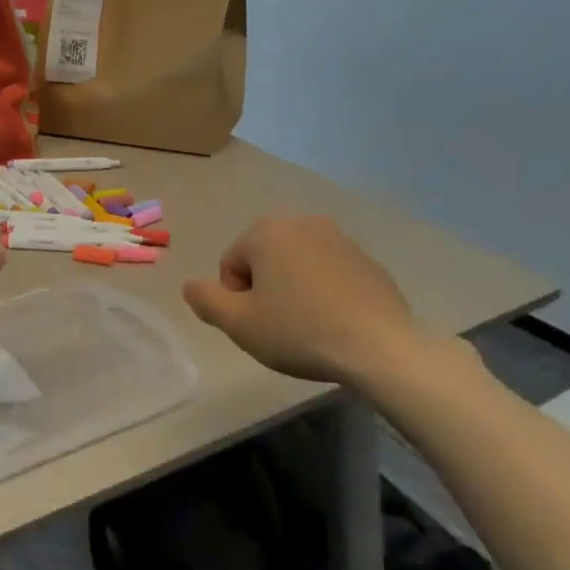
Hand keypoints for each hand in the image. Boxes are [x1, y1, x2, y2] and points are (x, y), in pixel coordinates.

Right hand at [183, 216, 429, 387]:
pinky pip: (330, 274)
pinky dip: (325, 293)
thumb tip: (190, 285)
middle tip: (279, 327)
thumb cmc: (298, 330)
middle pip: (264, 260)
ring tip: (308, 327)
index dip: (236, 299)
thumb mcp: (238, 324)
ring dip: (294, 290)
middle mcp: (303, 222)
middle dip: (265, 290)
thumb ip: (205, 300)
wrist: (379, 346)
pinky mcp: (368, 261)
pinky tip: (336, 323)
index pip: (231, 264)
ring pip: (298, 266)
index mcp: (266, 231)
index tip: (257, 323)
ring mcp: (340, 239)